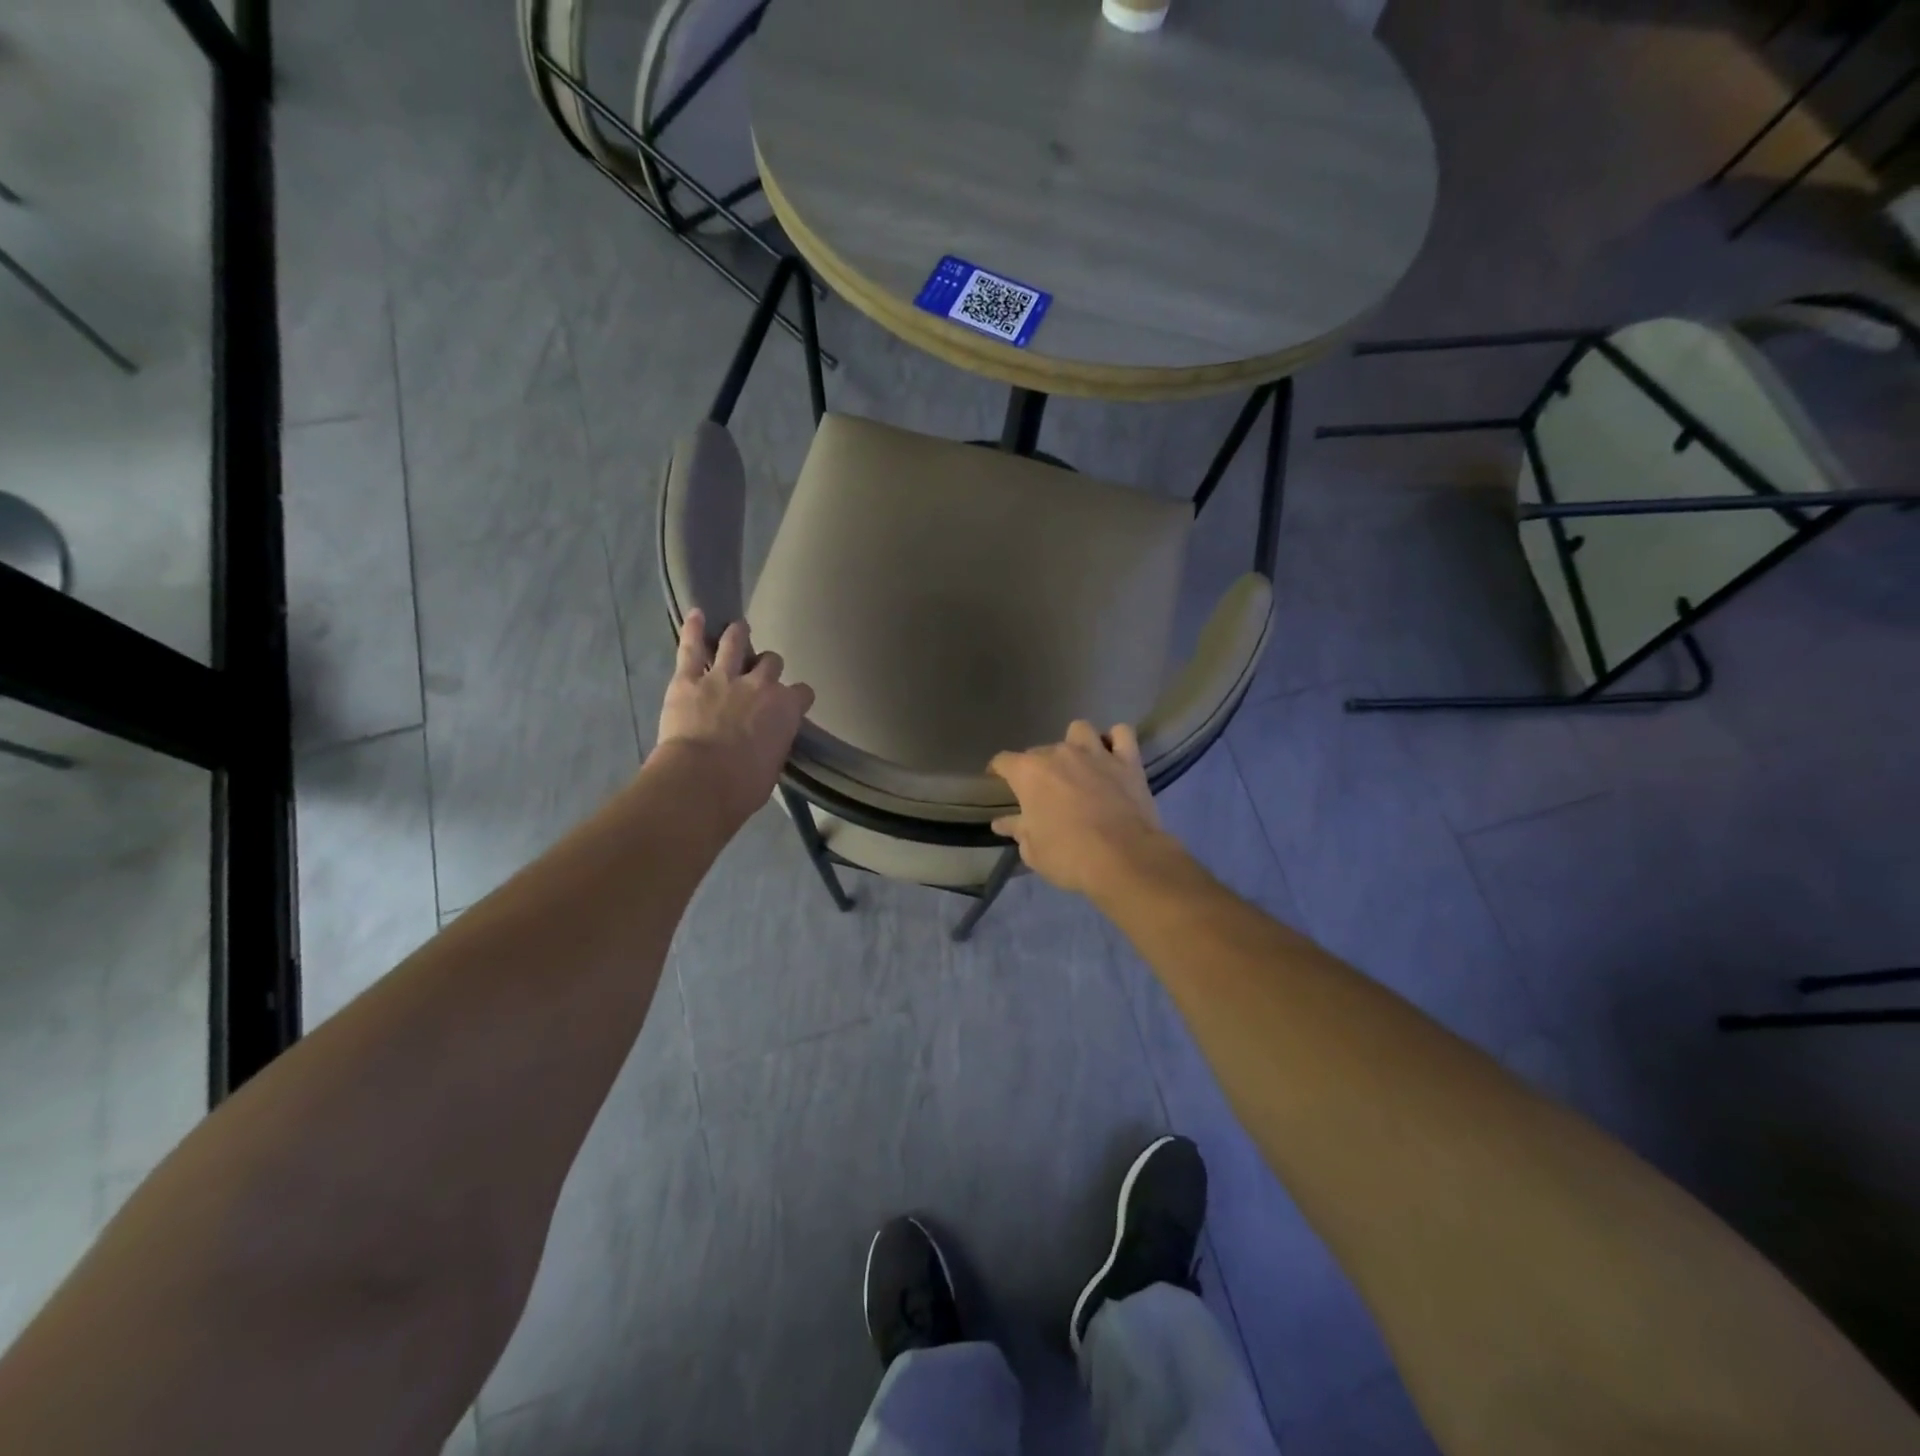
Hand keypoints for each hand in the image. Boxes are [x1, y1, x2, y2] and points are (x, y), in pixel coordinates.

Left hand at [655, 611, 814, 825]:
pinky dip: (693, 629)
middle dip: (768, 666)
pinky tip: (696, 614)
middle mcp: (760, 684)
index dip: (797, 698)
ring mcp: (723, 677)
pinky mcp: (688, 679)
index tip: (792, 705)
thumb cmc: (744, 785)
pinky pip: (691, 647)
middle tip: (761, 673)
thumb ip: (774, 743)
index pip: (803, 693)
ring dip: (738, 635)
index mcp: (786, 708)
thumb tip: (767, 742)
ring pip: (735, 644)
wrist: (702, 780)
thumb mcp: (772, 766)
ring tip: (738, 628)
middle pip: (772, 663)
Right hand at [988, 721, 1166, 894]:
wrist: (1122, 858)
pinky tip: (1112, 754)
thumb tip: (1003, 823)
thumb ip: (1018, 830)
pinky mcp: (1128, 761)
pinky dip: (1116, 741)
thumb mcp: (1033, 851)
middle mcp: (1059, 753)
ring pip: (1080, 730)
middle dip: (1039, 768)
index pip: (1003, 761)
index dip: (999, 771)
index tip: (999, 782)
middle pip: (1040, 750)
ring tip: (1079, 764)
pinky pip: (1122, 734)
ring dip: (1076, 743)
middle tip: (1045, 791)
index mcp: (1029, 773)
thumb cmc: (1068, 855)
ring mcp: (1095, 753)